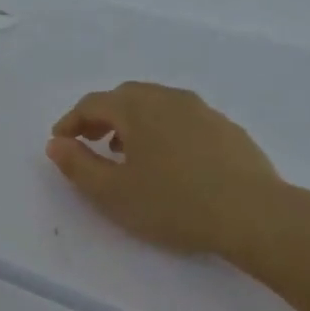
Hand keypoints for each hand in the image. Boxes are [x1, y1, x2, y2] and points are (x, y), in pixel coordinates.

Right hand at [46, 82, 291, 261]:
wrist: (252, 213)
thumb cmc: (172, 203)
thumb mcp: (113, 192)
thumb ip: (78, 165)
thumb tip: (57, 143)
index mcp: (138, 108)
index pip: (94, 103)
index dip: (71, 122)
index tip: (60, 143)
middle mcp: (170, 98)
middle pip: (126, 97)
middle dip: (102, 117)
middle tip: (89, 142)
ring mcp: (203, 111)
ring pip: (157, 106)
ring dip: (133, 123)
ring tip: (125, 153)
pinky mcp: (226, 129)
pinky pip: (182, 120)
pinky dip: (162, 130)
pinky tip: (167, 161)